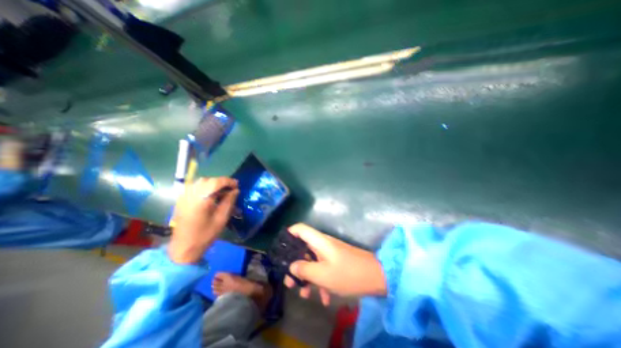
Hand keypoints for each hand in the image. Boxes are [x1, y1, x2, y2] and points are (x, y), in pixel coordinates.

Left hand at [169, 177, 237, 263]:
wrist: (184, 248)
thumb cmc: (205, 234)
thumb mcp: (222, 218)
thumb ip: (229, 201)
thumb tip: (235, 190)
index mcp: (201, 199)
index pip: (216, 182)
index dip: (228, 181)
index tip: (237, 185)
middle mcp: (190, 194)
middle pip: (208, 180)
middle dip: (221, 182)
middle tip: (231, 189)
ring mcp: (184, 197)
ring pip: (200, 182)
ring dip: (213, 184)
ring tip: (222, 192)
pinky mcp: (181, 200)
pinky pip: (194, 187)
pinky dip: (204, 187)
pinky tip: (210, 195)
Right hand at [284, 224, 386, 305]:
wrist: (376, 276)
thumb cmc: (347, 273)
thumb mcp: (322, 274)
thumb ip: (304, 269)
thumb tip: (292, 266)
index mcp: (319, 241)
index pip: (300, 229)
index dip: (289, 234)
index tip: (281, 248)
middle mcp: (323, 244)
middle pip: (303, 248)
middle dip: (295, 265)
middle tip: (290, 282)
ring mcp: (330, 253)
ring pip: (312, 261)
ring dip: (307, 277)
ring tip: (304, 294)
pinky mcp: (336, 261)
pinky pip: (323, 268)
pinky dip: (320, 281)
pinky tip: (324, 298)